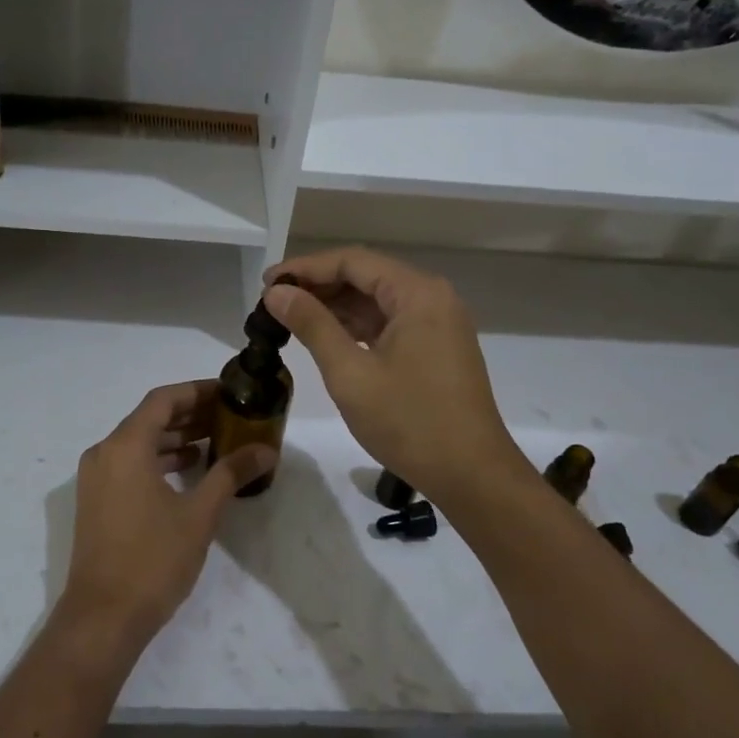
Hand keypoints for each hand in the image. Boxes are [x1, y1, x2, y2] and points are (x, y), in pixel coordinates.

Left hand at [59, 381, 275, 657]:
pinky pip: (130, 463)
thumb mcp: (200, 514)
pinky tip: (190, 470)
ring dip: (176, 438)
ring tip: (216, 440)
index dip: (197, 391)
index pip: (163, 400)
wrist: (103, 617)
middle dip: (190, 414)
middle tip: (230, 416)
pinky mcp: (97, 500)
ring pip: (139, 442)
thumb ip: (231, 473)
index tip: (229, 392)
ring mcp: (96, 478)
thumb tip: (267, 450)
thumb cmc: (153, 559)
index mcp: (125, 446)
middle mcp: (105, 453)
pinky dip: (159, 459)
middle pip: (150, 418)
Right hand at [263, 247, 525, 507]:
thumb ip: (312, 325)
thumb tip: (277, 293)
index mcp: (418, 294)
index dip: (305, 268)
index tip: (266, 283)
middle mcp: (432, 298)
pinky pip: (390, 322)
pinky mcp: (437, 347)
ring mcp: (438, 323)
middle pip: (366, 276)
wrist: (472, 475)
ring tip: (291, 318)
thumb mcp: (350, 374)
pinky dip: (356, 326)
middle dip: (319, 285)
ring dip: (335, 306)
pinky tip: (326, 336)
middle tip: (274, 302)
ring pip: (377, 300)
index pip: (352, 261)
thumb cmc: (409, 422)